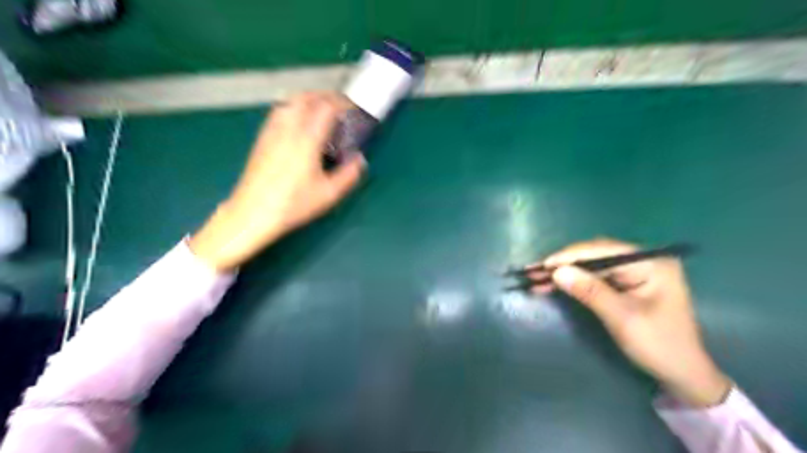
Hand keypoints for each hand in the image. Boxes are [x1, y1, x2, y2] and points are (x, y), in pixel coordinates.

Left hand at [190, 90, 365, 268]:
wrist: (252, 212)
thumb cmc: (293, 204)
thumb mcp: (329, 194)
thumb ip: (349, 175)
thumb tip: (360, 160)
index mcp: (307, 140)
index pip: (326, 107)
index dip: (342, 103)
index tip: (353, 109)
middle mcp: (288, 129)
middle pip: (306, 97)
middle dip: (325, 97)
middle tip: (339, 107)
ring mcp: (272, 132)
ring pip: (290, 102)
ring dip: (308, 100)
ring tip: (320, 112)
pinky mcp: (262, 139)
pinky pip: (279, 112)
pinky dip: (294, 109)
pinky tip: (299, 125)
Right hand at [532, 241, 731, 406]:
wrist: (681, 374)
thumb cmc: (659, 345)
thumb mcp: (623, 318)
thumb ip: (590, 291)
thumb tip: (557, 272)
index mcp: (650, 263)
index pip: (603, 251)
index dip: (570, 256)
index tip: (543, 265)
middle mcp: (641, 261)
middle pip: (594, 256)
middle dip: (563, 264)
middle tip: (534, 272)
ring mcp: (632, 272)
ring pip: (590, 266)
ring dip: (563, 273)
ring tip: (535, 279)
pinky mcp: (623, 284)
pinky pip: (593, 278)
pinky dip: (572, 282)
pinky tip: (552, 285)